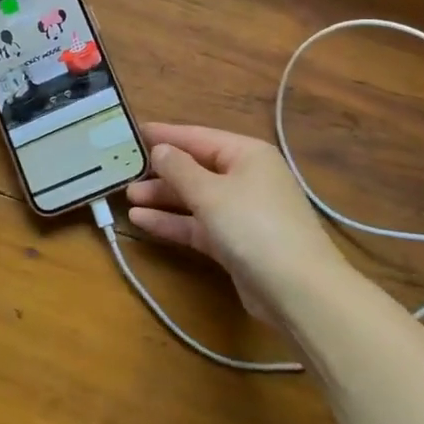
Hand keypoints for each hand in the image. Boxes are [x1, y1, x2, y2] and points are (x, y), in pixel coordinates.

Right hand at [125, 124, 346, 324]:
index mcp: (247, 155)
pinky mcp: (235, 243)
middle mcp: (246, 178)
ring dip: (163, 197)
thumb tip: (159, 150)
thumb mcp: (210, 192)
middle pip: (195, 168)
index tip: (133, 132)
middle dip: (161, 171)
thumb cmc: (254, 226)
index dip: (165, 135)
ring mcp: (242, 212)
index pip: (198, 137)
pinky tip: (142, 220)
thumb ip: (179, 169)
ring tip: (127, 197)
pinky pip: (198, 224)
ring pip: (195, 198)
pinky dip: (173, 222)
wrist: (298, 291)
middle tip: (124, 170)